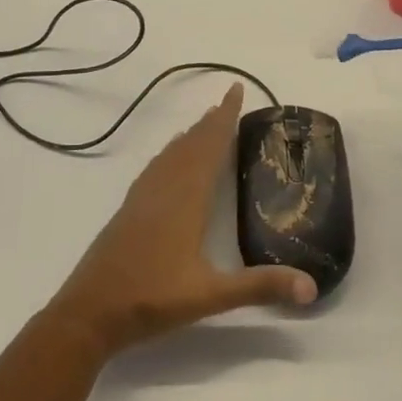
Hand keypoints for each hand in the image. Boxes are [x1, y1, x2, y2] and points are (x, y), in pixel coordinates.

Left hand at [46, 84, 317, 356]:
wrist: (89, 311)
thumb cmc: (152, 298)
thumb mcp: (211, 295)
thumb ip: (260, 286)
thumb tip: (311, 287)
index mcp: (186, 197)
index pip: (210, 145)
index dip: (225, 117)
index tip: (235, 89)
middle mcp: (164, 188)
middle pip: (191, 144)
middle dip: (211, 122)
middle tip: (228, 102)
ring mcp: (142, 197)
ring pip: (171, 154)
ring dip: (190, 136)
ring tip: (204, 125)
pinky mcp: (129, 210)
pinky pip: (156, 168)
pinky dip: (170, 154)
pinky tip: (169, 165)